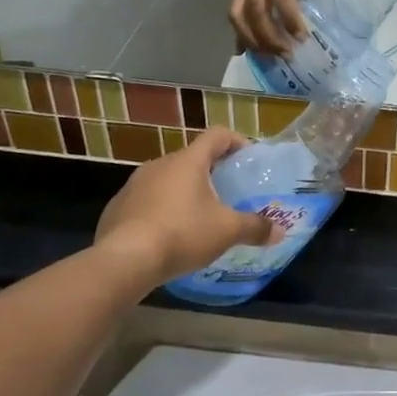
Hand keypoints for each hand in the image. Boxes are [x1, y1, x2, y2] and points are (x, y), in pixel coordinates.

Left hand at [94, 129, 278, 284]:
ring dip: (183, 191)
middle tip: (225, 193)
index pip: (217, 135)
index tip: (247, 158)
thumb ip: (254, 228)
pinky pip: (145, 200)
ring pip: (167, 179)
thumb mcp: (226, 231)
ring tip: (196, 217)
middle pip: (192, 158)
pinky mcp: (117, 206)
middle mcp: (160, 164)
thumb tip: (280, 231)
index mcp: (189, 161)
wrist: (124, 260)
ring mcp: (134, 184)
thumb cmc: (182, 233)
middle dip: (210, 172)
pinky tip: (166, 235)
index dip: (236, 141)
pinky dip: (160, 210)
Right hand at [230, 0, 329, 55]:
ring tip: (268, 56)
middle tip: (286, 54)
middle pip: (255, 12)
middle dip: (269, 36)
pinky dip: (239, 33)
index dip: (290, 19)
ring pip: (238, 16)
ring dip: (251, 39)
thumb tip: (325, 13)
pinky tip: (246, 50)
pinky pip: (234, 13)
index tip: (302, 38)